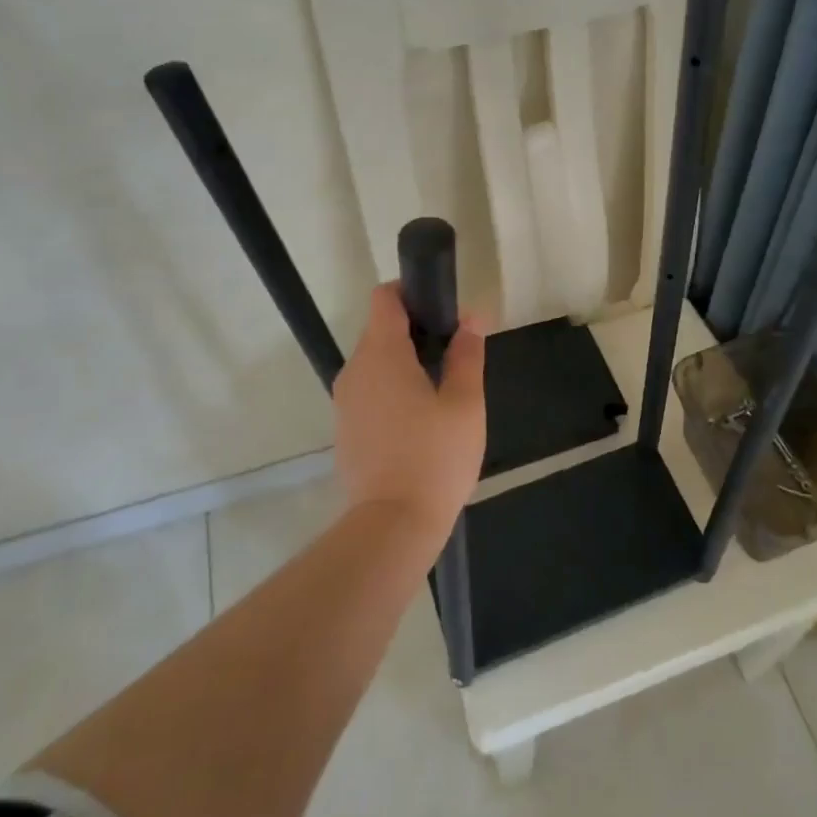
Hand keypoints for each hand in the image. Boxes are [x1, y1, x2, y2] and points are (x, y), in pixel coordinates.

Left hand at [332, 283, 485, 539]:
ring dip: (404, 362)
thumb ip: (467, 354)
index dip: (412, 292)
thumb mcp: (465, 403)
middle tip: (455, 353)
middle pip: (380, 329)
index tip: (442, 308)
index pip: (384, 298)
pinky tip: (420, 419)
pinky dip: (392, 389)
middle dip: (416, 331)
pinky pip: (369, 391)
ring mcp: (345, 401)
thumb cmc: (435, 457)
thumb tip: (471, 319)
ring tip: (441, 388)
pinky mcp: (345, 428)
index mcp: (382, 354)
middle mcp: (355, 369)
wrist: (392, 525)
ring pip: (375, 362)